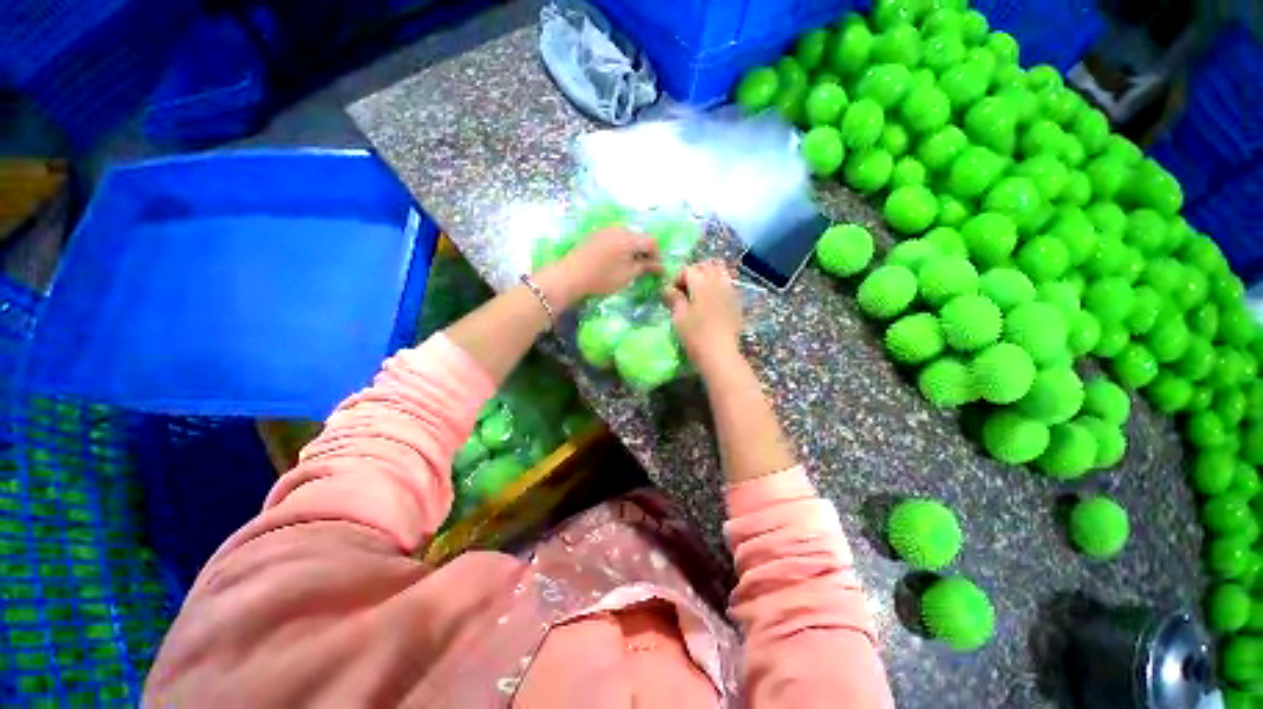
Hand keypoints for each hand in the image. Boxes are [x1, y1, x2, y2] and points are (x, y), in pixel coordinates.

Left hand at [535, 227, 660, 306]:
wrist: (570, 276)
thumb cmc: (602, 278)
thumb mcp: (627, 275)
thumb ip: (645, 267)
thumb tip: (660, 266)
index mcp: (629, 237)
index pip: (652, 241)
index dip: (657, 256)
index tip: (656, 270)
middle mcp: (619, 229)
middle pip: (639, 237)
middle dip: (645, 252)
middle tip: (644, 269)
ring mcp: (605, 230)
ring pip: (627, 237)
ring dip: (632, 249)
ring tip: (629, 266)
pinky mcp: (595, 235)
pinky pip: (615, 238)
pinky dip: (621, 248)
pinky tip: (615, 261)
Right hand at [662, 261, 743, 369]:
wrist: (720, 354)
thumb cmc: (695, 335)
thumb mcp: (678, 316)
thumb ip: (673, 298)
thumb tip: (667, 288)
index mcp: (702, 283)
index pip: (688, 269)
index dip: (676, 278)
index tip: (670, 293)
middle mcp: (718, 281)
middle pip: (706, 266)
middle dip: (693, 273)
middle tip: (684, 290)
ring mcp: (731, 291)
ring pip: (720, 272)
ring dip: (708, 276)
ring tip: (698, 292)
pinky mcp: (737, 302)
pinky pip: (728, 284)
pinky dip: (718, 285)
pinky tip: (711, 301)